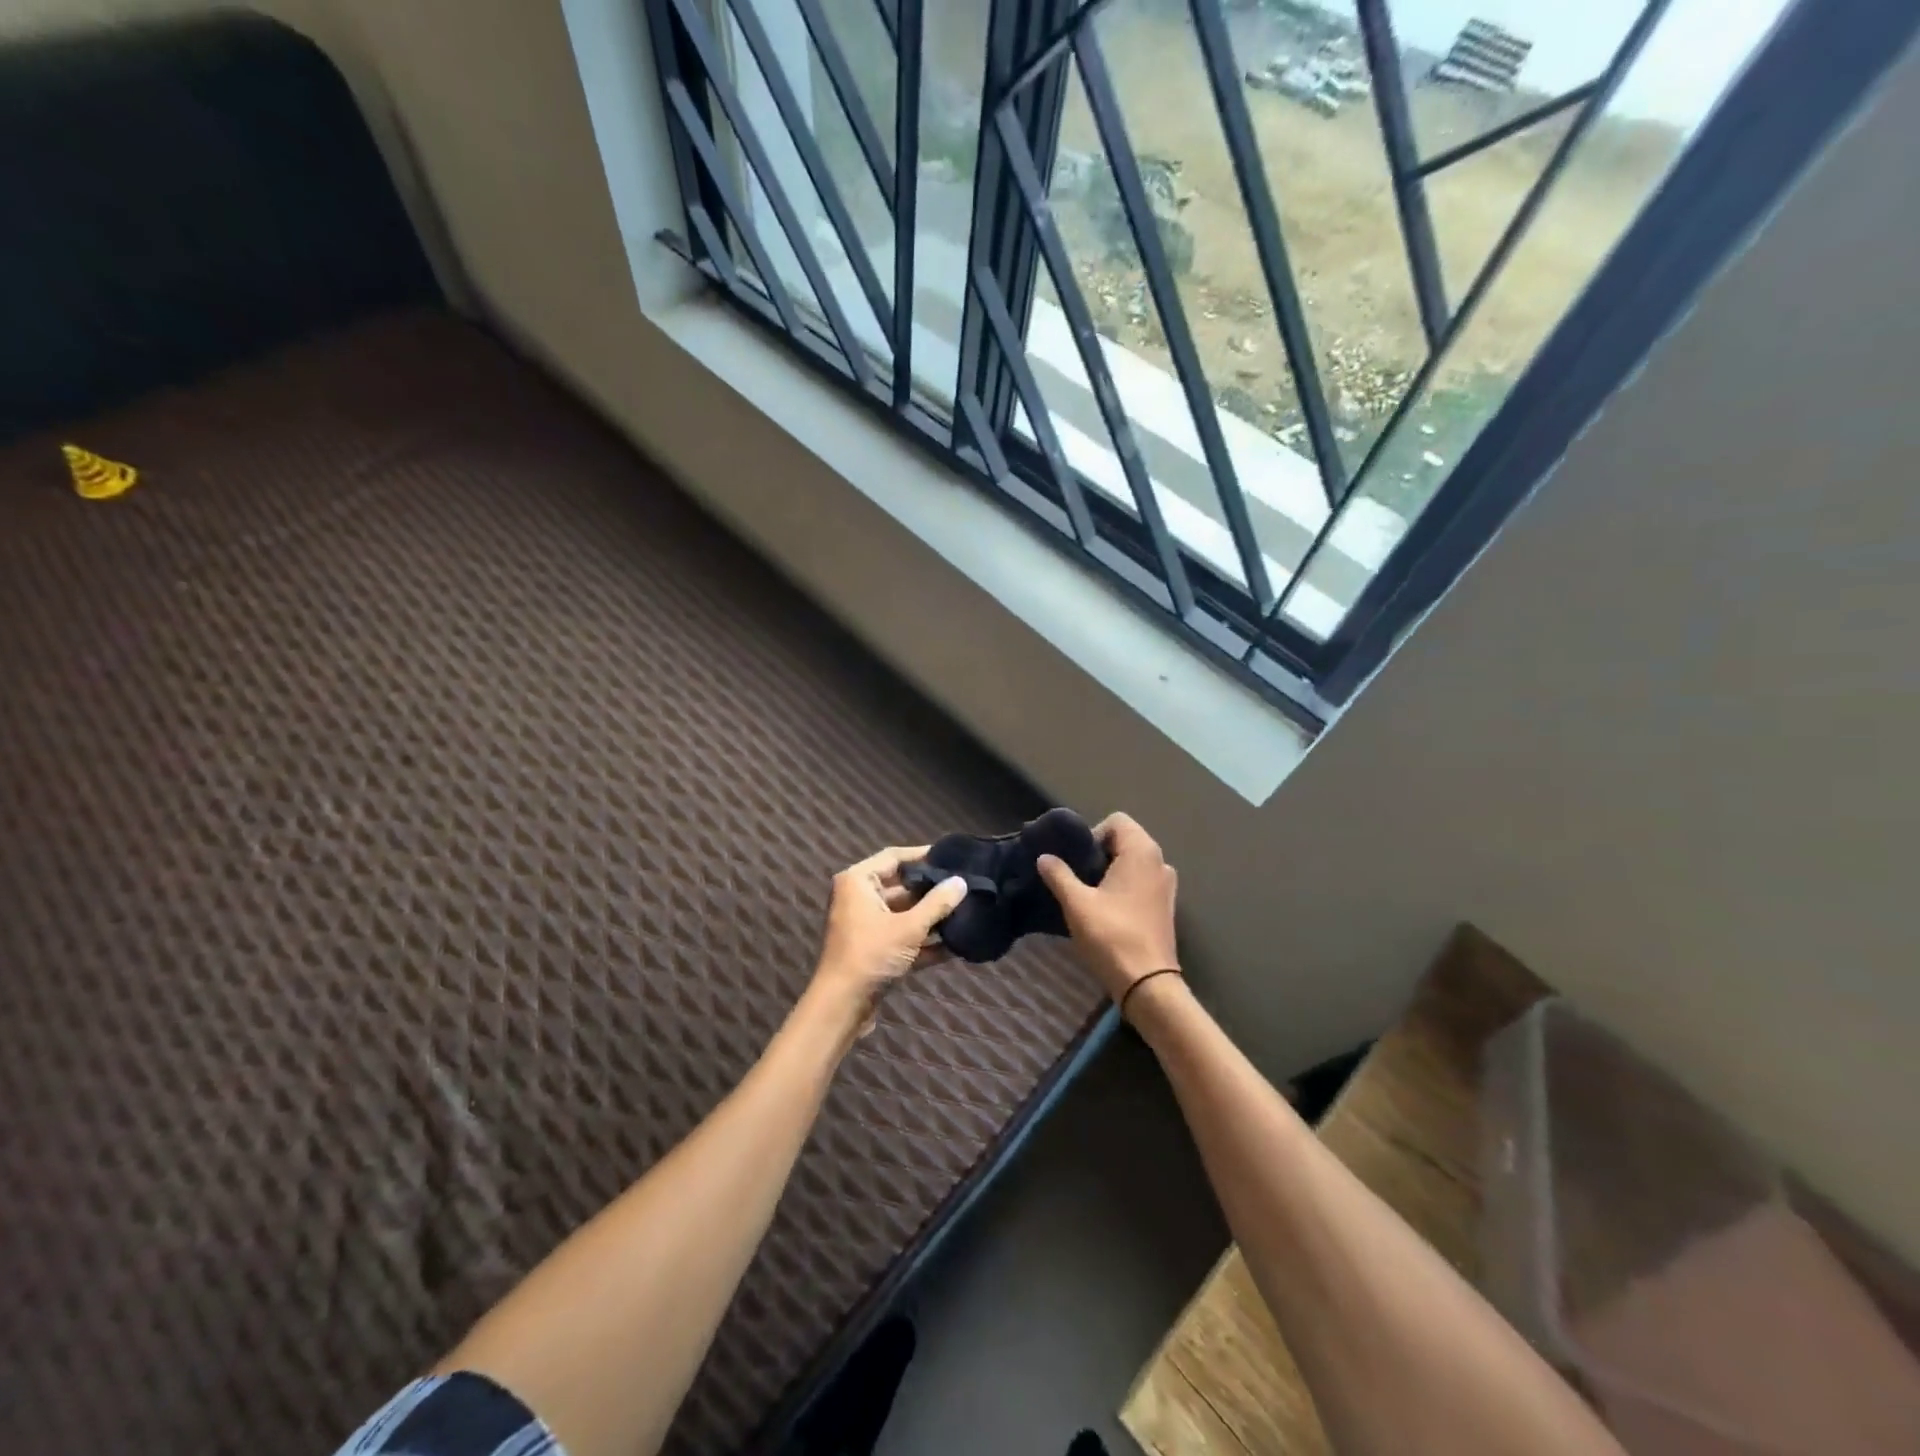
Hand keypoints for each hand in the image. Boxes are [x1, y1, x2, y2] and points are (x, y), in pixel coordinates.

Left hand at [810, 845, 968, 1036]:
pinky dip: (924, 941)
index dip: (922, 854)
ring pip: (904, 913)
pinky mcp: (875, 950)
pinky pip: (903, 937)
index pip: (893, 857)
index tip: (951, 855)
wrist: (842, 1006)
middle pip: (901, 886)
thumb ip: (937, 903)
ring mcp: (866, 925)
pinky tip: (956, 945)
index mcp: (858, 881)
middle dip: (931, 889)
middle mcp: (859, 898)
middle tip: (964, 884)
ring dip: (931, 917)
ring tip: (966, 911)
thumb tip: (961, 882)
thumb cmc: (871, 954)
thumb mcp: (908, 927)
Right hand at [1036, 813, 1178, 1004]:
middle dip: (1099, 853)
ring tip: (1090, 894)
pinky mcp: (1166, 906)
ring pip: (1133, 863)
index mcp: (1141, 852)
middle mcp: (1159, 861)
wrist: (1148, 983)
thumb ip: (1059, 875)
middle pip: (1125, 840)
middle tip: (1078, 878)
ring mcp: (1166, 885)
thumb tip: (1044, 857)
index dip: (1093, 834)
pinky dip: (1124, 886)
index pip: (1116, 821)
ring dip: (1111, 871)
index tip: (1078, 861)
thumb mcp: (1077, 903)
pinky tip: (1107, 910)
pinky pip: (1142, 881)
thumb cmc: (1111, 935)